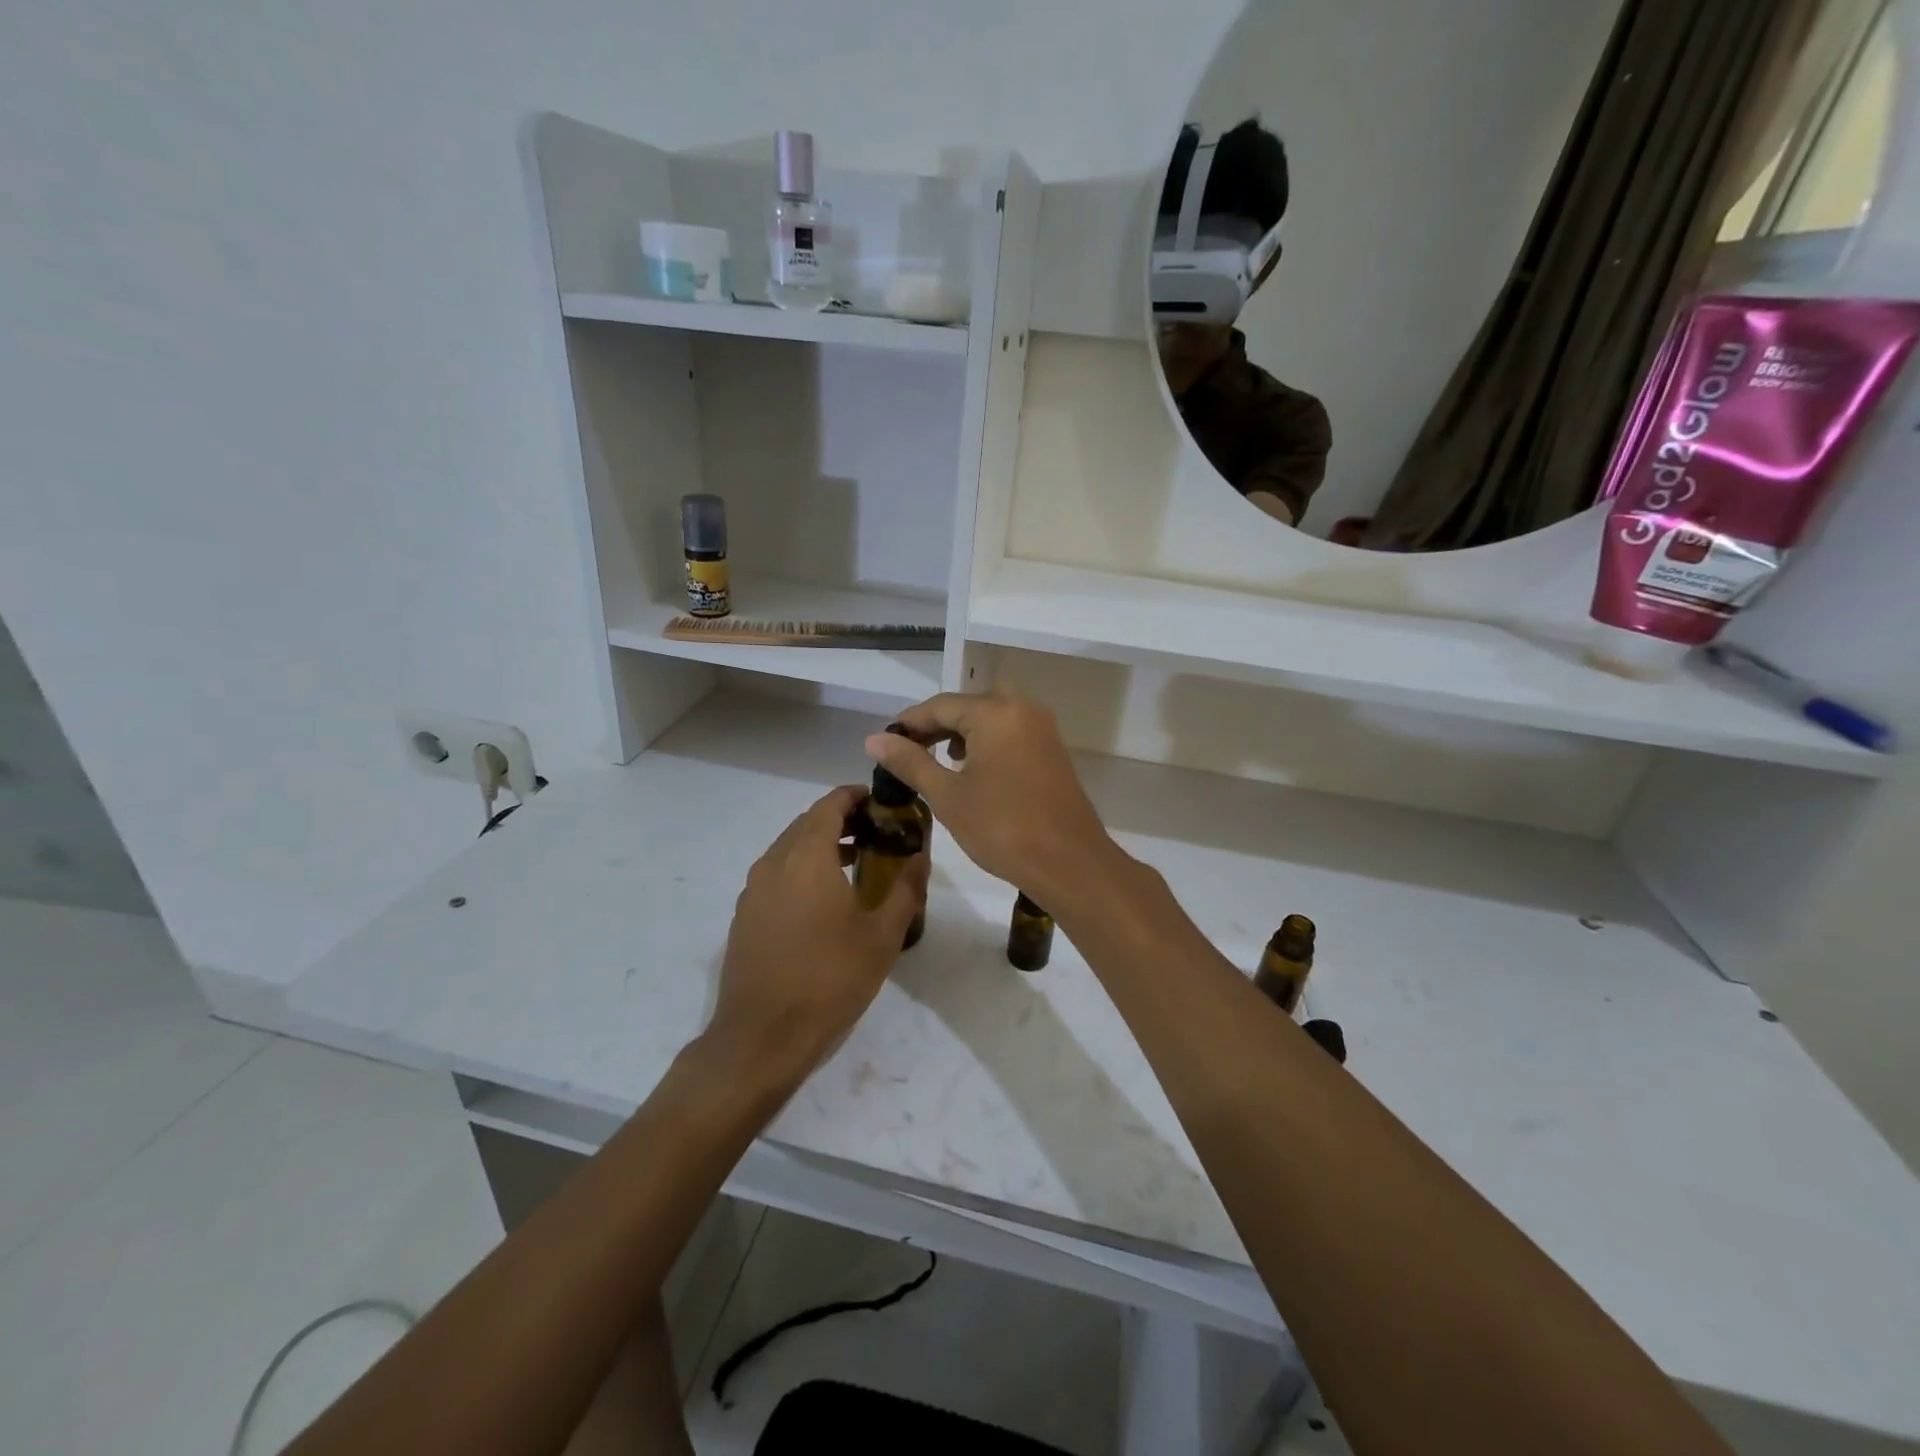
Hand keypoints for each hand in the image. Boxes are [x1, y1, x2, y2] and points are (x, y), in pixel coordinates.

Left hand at [707, 786, 928, 1083]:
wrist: (762, 1036)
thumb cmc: (829, 979)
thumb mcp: (882, 936)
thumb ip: (905, 890)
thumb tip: (920, 859)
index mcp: (807, 857)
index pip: (829, 805)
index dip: (854, 796)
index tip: (879, 801)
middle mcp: (774, 862)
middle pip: (807, 823)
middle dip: (840, 820)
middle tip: (875, 831)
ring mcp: (753, 890)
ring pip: (788, 849)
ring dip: (820, 846)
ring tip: (855, 862)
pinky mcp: (745, 915)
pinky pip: (776, 874)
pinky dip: (801, 869)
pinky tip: (823, 900)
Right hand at [866, 689, 1116, 907]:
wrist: (1069, 862)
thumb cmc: (1002, 827)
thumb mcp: (948, 795)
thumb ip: (910, 762)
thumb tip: (875, 739)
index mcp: (995, 712)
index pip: (941, 705)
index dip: (910, 722)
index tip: (885, 743)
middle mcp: (1022, 709)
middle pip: (969, 705)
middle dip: (938, 724)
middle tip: (912, 750)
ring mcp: (1043, 729)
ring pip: (993, 716)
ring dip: (964, 732)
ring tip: (939, 760)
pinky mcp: (1053, 750)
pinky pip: (1012, 732)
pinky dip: (988, 741)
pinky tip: (974, 770)